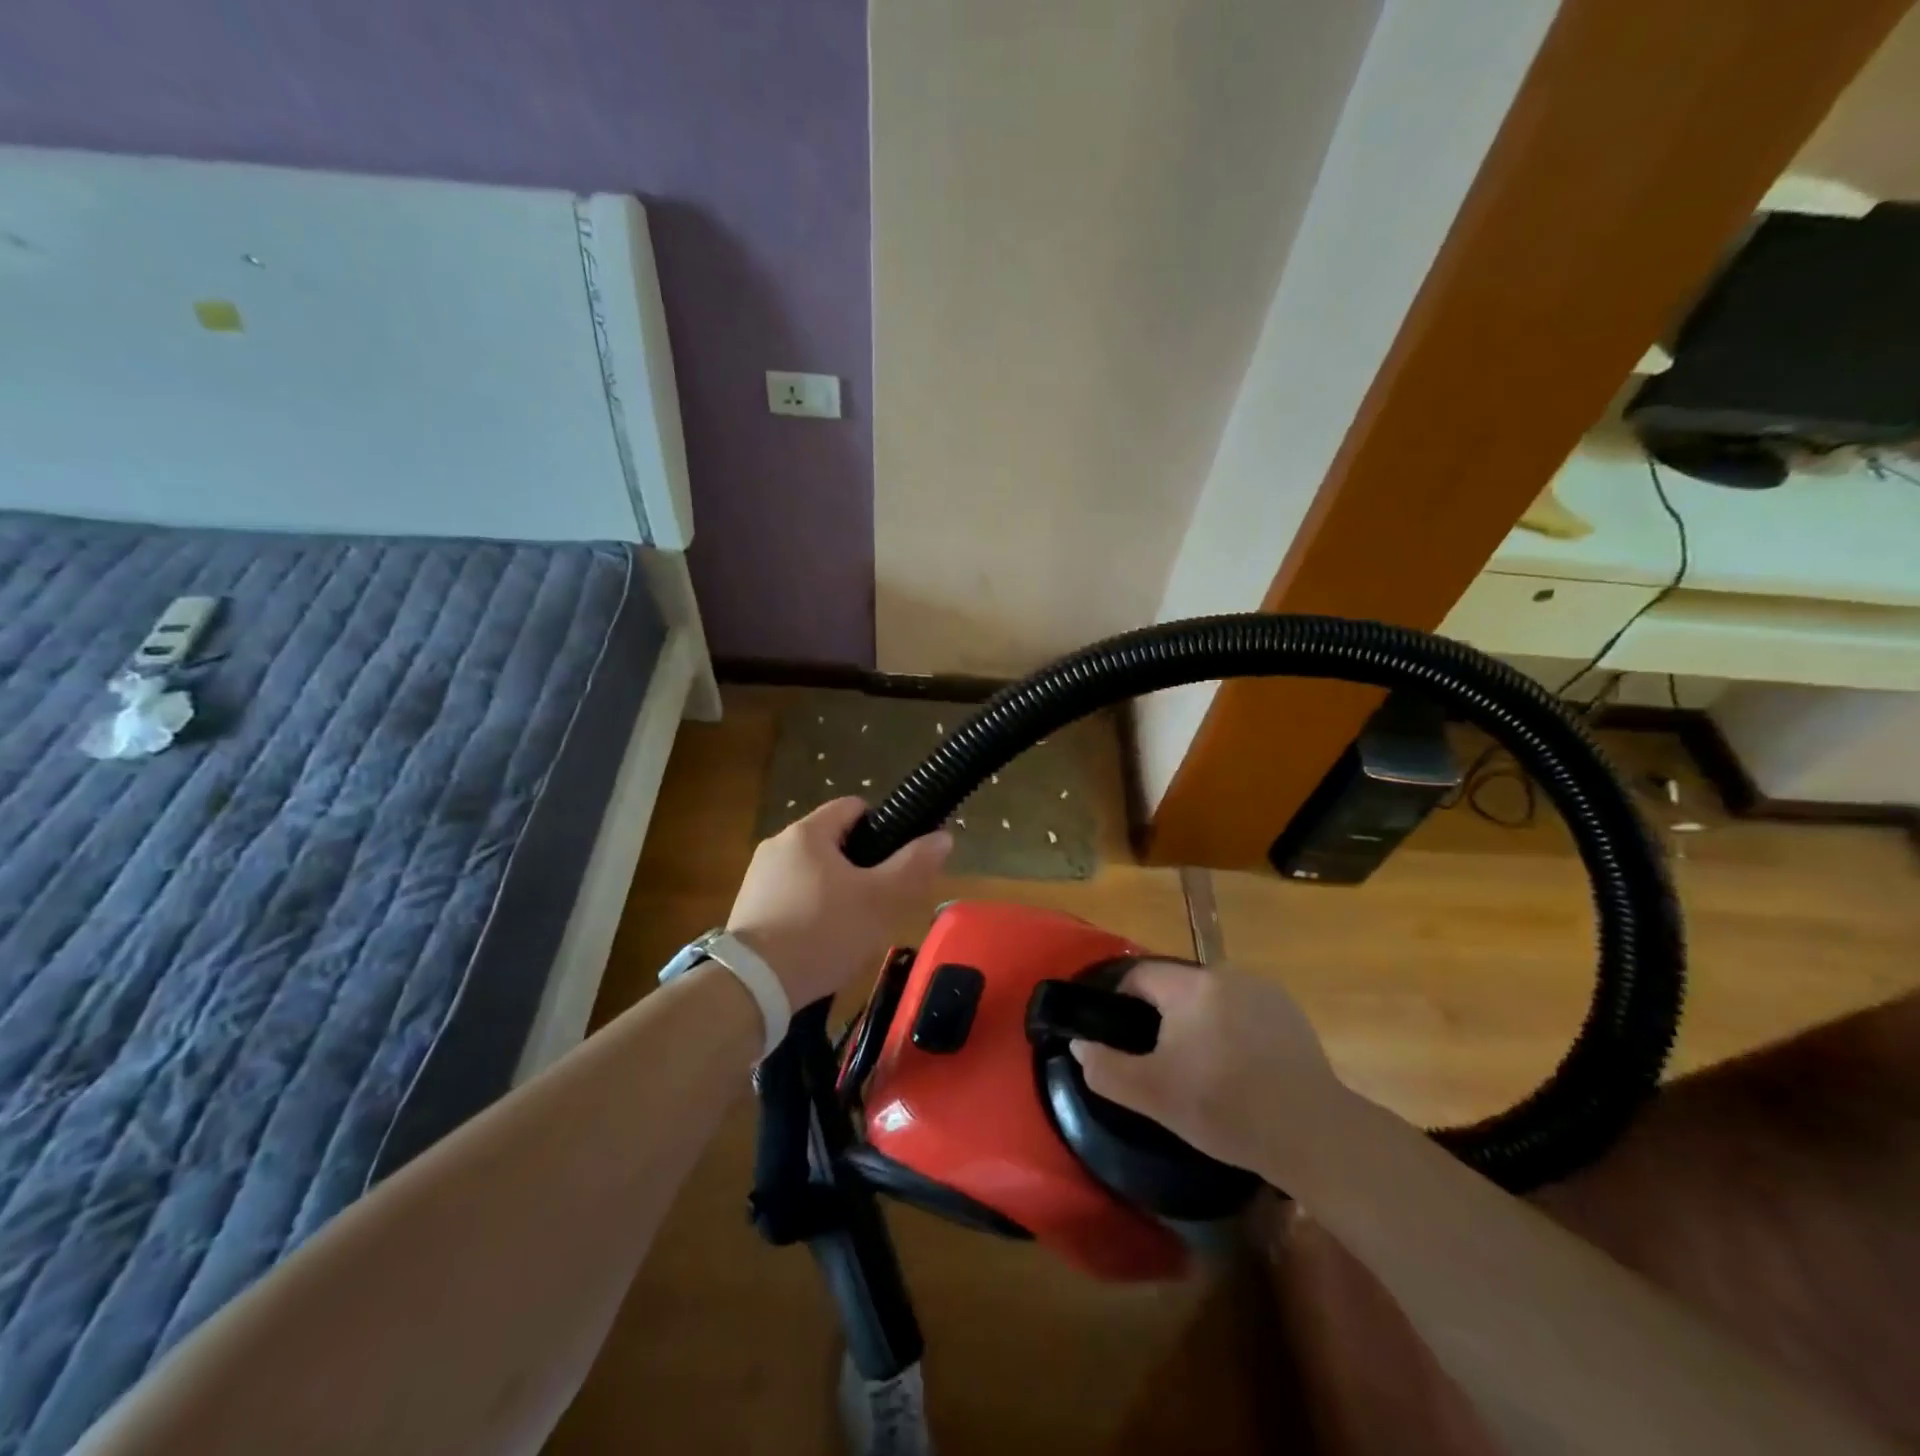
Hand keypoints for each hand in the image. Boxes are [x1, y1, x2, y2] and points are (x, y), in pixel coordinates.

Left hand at [728, 798, 952, 1007]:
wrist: (753, 986)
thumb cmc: (824, 931)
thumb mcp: (880, 900)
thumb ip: (914, 866)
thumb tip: (943, 837)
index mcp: (807, 832)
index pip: (853, 807)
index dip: (883, 827)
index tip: (896, 861)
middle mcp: (777, 845)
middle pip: (833, 842)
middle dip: (861, 866)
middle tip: (881, 901)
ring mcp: (758, 878)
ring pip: (813, 872)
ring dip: (836, 891)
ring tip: (853, 928)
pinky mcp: (748, 909)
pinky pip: (791, 897)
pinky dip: (811, 911)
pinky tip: (821, 943)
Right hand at [1071, 960, 1342, 1174]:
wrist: (1314, 1133)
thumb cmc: (1226, 1109)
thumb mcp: (1153, 1095)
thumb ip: (1106, 1067)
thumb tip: (1080, 1045)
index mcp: (1192, 986)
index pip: (1140, 975)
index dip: (1122, 1004)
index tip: (1124, 1042)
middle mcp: (1227, 975)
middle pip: (1177, 988)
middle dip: (1163, 1018)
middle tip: (1163, 1064)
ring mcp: (1264, 992)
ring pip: (1211, 1000)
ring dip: (1199, 1024)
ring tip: (1204, 1070)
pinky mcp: (1290, 1014)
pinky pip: (1243, 1011)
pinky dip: (1232, 1031)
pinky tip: (1241, 1071)